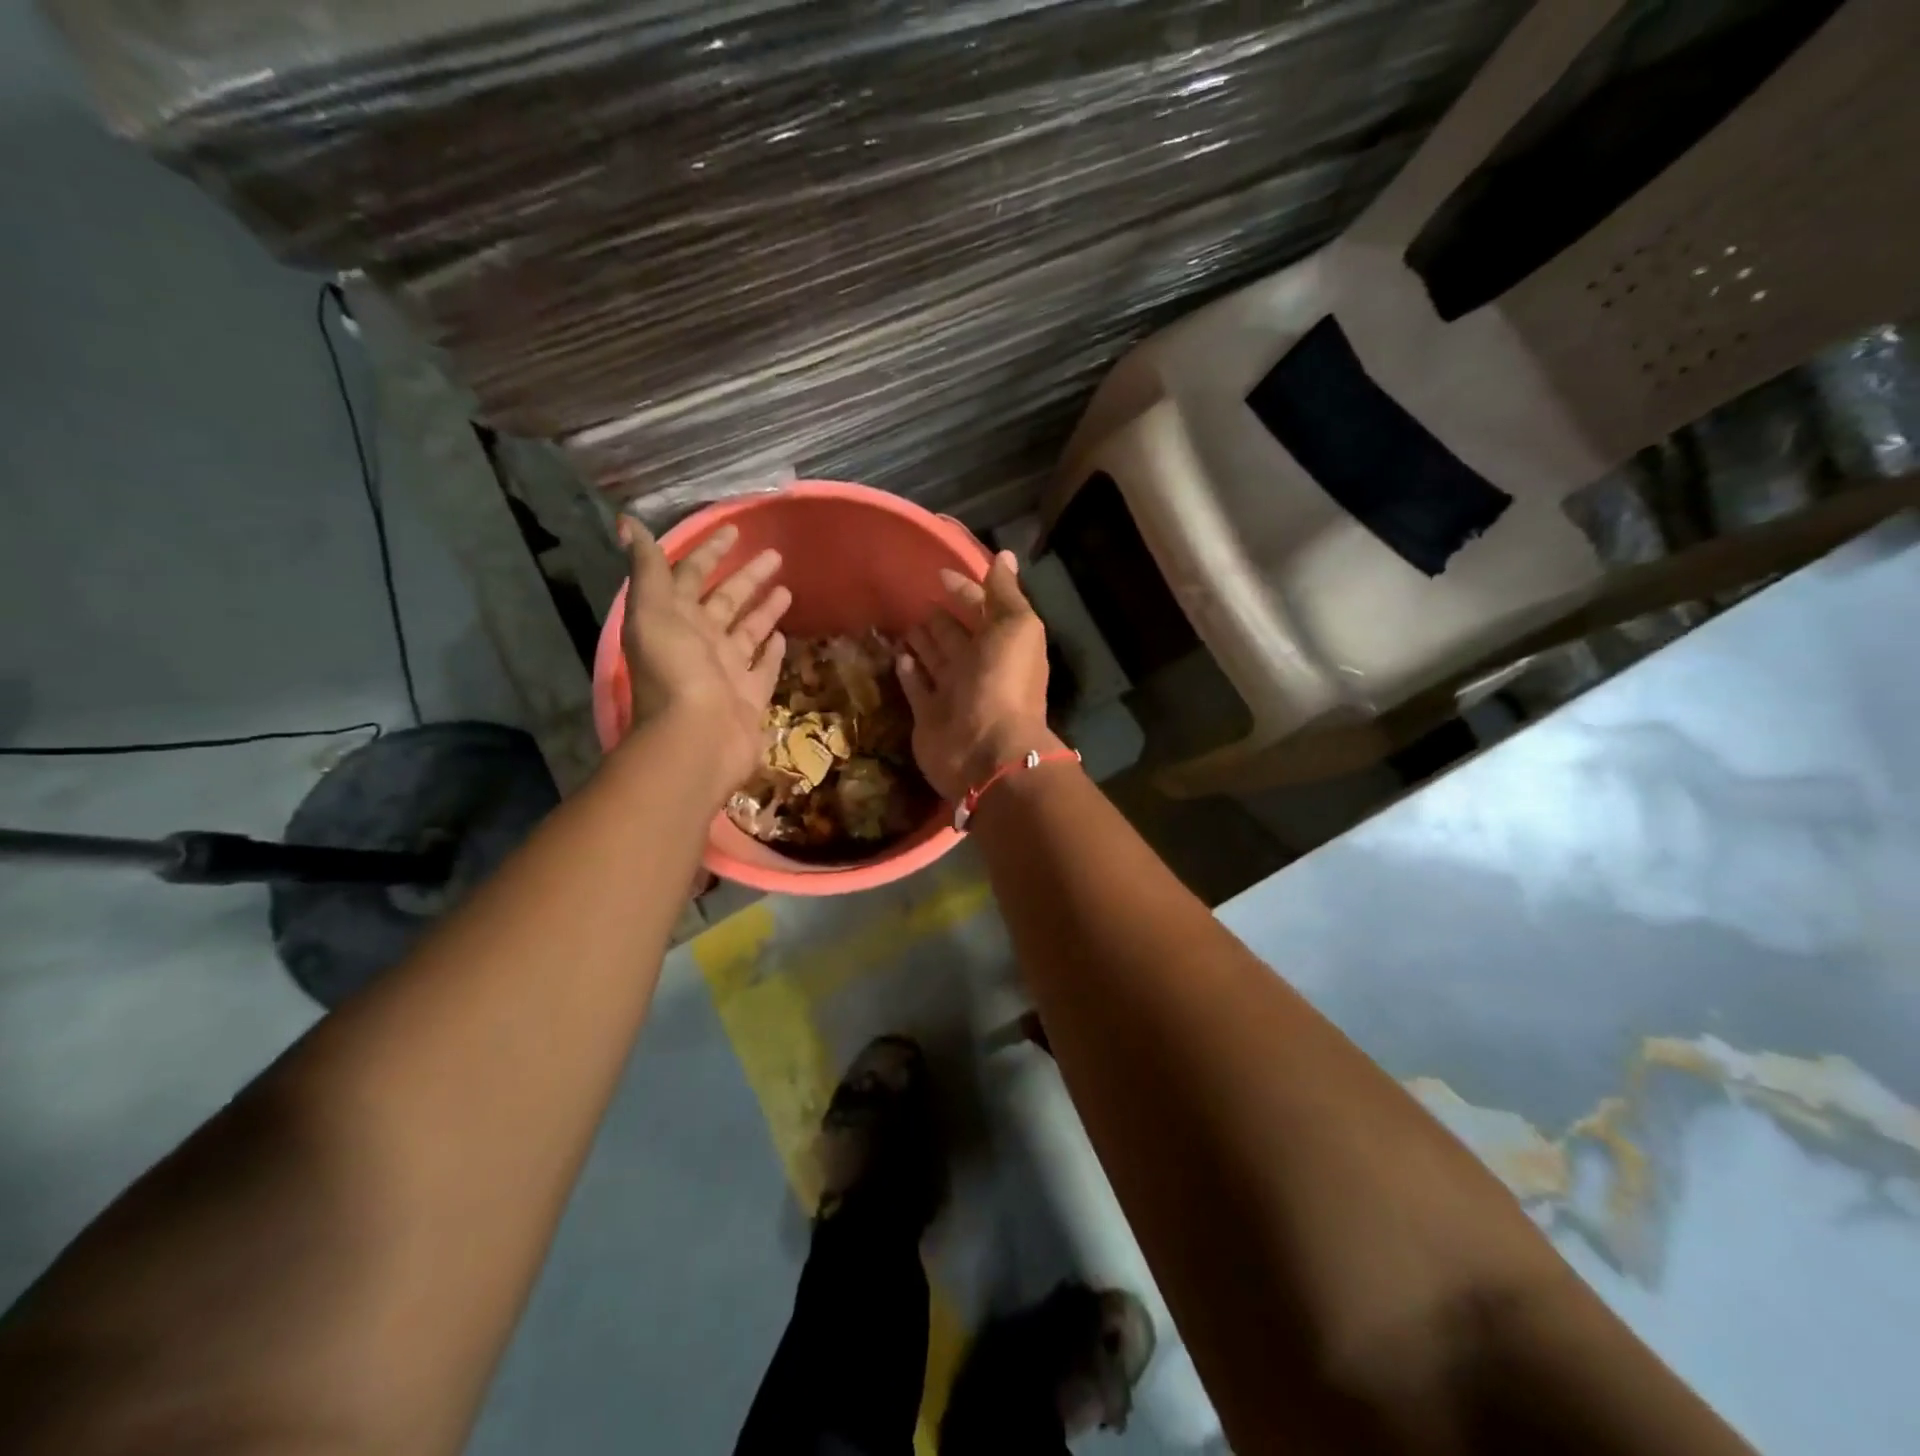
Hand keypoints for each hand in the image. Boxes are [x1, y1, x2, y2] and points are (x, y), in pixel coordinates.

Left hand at [618, 516, 789, 793]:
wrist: (697, 739)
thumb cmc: (675, 673)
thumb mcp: (653, 612)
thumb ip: (647, 569)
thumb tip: (629, 523)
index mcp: (675, 620)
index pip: (692, 576)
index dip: (710, 552)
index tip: (734, 530)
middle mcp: (700, 642)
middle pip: (726, 601)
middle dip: (747, 577)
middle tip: (775, 555)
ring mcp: (727, 670)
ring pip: (748, 631)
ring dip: (764, 610)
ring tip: (787, 589)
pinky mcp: (750, 696)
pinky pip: (763, 668)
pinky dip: (772, 653)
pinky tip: (784, 637)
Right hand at [898, 550, 1066, 800]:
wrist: (986, 750)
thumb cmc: (1003, 683)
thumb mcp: (1015, 627)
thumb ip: (1006, 593)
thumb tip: (1005, 556)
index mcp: (1002, 645)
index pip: (981, 610)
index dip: (965, 591)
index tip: (940, 575)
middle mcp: (978, 667)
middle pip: (956, 636)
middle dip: (941, 618)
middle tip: (917, 599)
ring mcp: (953, 693)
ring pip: (935, 661)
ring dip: (923, 642)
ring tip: (904, 623)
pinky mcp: (929, 716)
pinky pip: (917, 689)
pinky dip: (910, 673)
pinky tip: (898, 656)